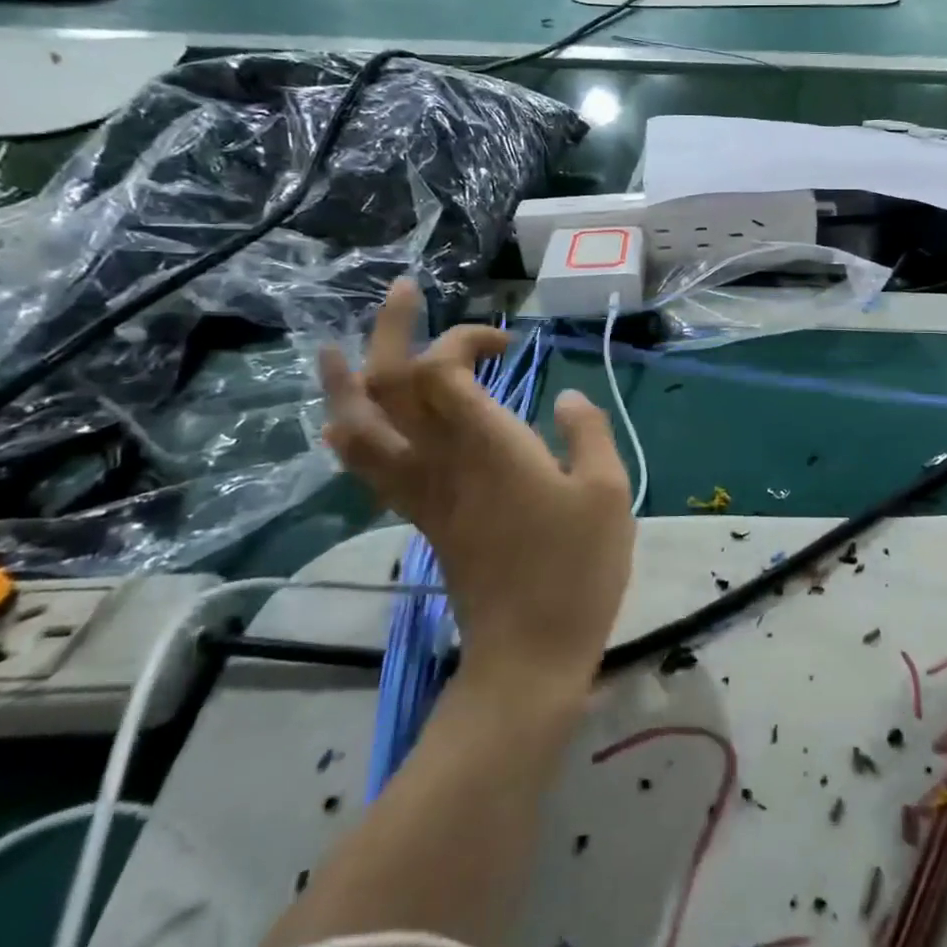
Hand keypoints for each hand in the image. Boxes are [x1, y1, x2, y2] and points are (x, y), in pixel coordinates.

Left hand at [318, 279, 633, 691]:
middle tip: (403, 291)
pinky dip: (351, 432)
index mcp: (488, 447)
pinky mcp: (421, 519)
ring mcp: (422, 493)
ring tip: (338, 348)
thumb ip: (588, 433)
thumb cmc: (577, 569)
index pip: (442, 370)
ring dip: (344, 382)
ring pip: (358, 428)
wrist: (530, 654)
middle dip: (389, 330)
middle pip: (387, 385)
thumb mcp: (608, 492)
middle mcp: (441, 462)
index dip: (464, 339)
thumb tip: (563, 399)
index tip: (507, 343)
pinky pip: (367, 467)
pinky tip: (351, 420)